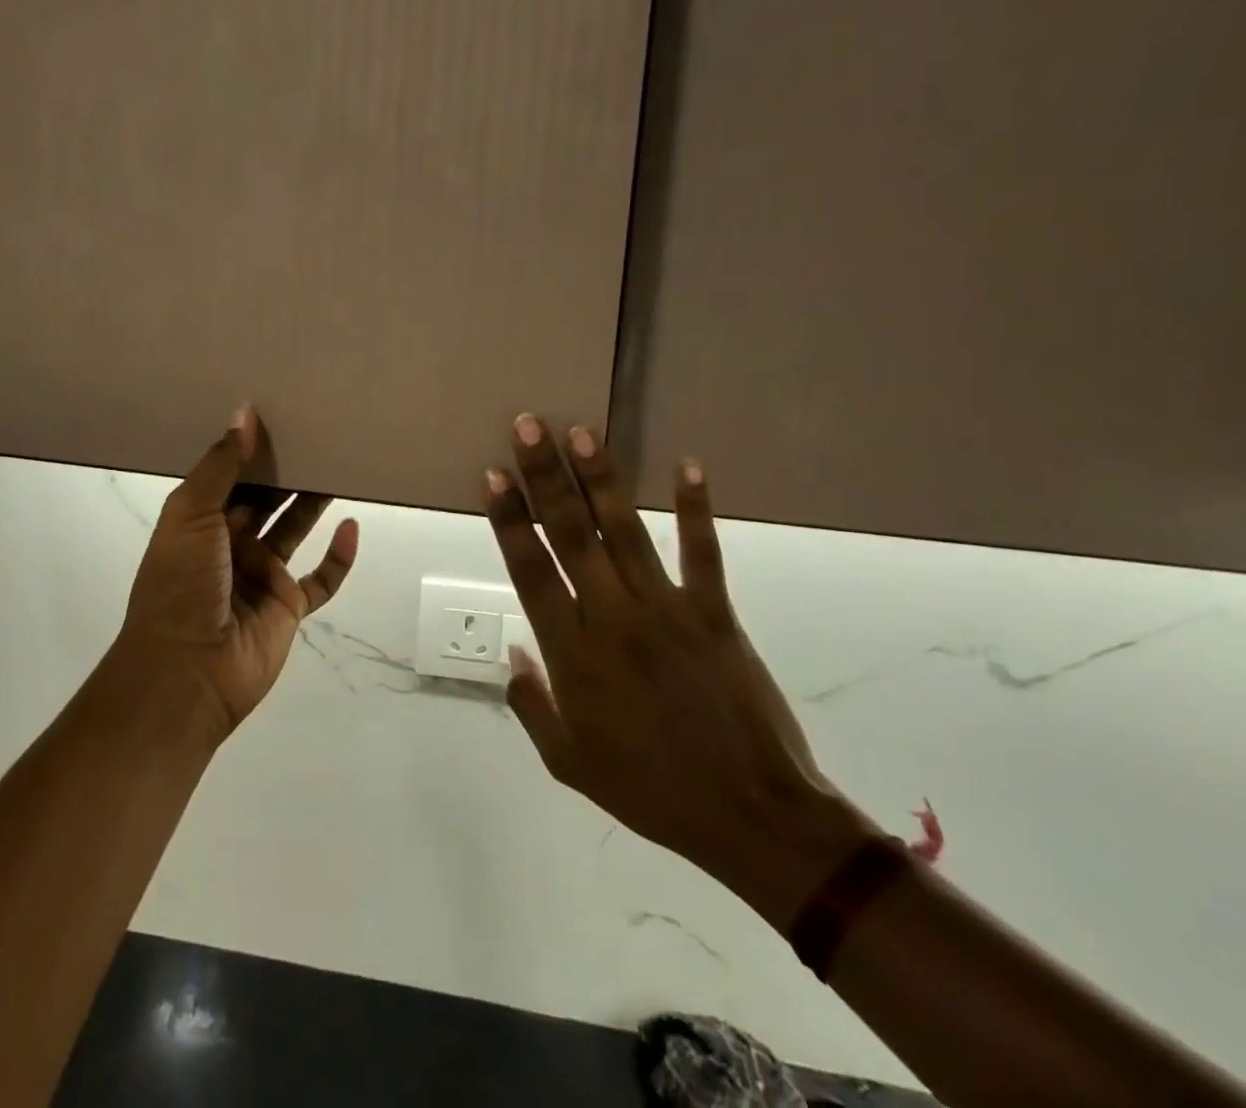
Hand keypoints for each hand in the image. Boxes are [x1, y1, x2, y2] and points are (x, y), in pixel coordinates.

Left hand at [114, 406, 360, 743]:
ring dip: (313, 503)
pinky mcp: (287, 607)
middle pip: (264, 499)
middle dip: (286, 471)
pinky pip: (320, 579)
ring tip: (340, 466)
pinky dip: (338, 557)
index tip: (278, 414)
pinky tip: (352, 527)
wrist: (187, 670)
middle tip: (318, 434)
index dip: (250, 449)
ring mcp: (260, 576)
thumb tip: (245, 412)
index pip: (229, 475)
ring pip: (294, 530)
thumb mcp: (191, 514)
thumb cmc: (181, 584)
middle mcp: (230, 544)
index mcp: (199, 521)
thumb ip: (220, 466)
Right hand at [486, 415, 869, 923]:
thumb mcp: (568, 764)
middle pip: (570, 535)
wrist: (752, 818)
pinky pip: (703, 554)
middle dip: (545, 477)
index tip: (493, 475)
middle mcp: (612, 618)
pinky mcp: (716, 615)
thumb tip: (512, 652)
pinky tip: (688, 466)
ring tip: (580, 432)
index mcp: (572, 653)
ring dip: (601, 480)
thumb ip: (531, 705)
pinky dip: (696, 510)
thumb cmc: (651, 790)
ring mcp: (666, 611)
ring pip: (624, 532)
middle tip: (528, 426)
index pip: (530, 570)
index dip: (510, 519)